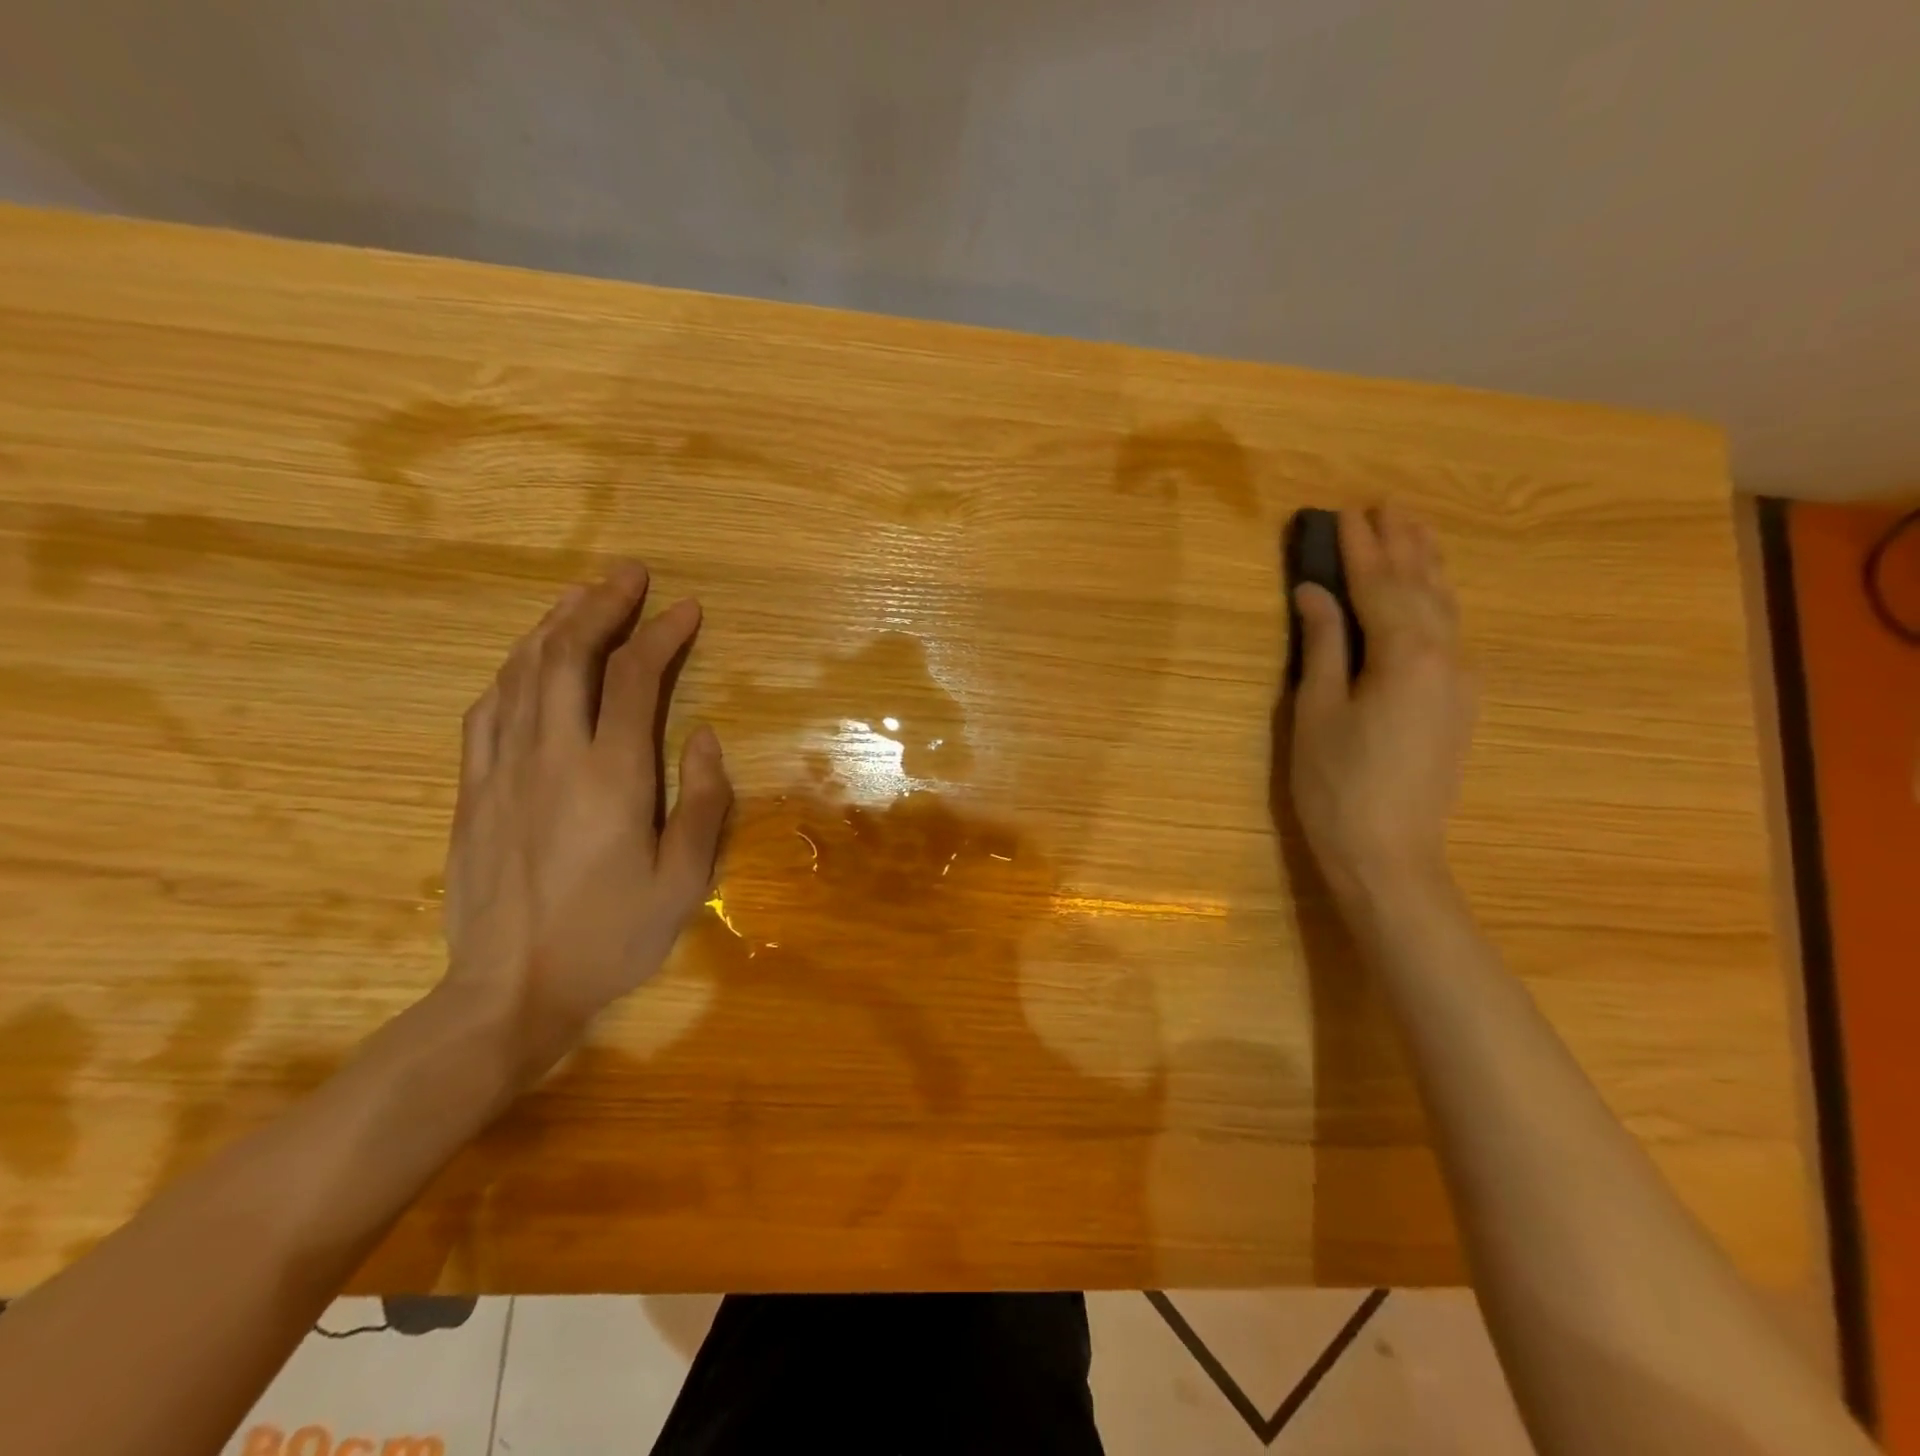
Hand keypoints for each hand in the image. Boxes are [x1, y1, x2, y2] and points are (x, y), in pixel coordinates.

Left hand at [438, 563, 732, 1086]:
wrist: (509, 991)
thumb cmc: (611, 938)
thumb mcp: (684, 880)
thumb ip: (702, 801)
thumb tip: (702, 736)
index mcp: (611, 776)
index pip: (635, 679)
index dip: (662, 635)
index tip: (687, 608)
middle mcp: (551, 755)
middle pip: (569, 656)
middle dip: (601, 606)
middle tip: (628, 574)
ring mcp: (502, 769)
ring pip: (522, 673)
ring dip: (554, 625)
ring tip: (580, 595)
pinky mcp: (473, 789)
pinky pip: (487, 709)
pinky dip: (512, 670)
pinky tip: (527, 659)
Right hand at [1289, 506, 1475, 906]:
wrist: (1390, 855)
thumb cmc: (1337, 785)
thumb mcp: (1317, 712)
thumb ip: (1323, 645)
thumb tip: (1314, 592)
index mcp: (1406, 655)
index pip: (1380, 586)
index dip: (1359, 549)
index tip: (1344, 512)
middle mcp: (1447, 658)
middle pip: (1422, 587)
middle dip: (1402, 545)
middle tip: (1384, 505)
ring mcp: (1461, 681)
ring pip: (1446, 608)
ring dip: (1427, 566)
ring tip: (1413, 531)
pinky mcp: (1460, 704)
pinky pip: (1451, 633)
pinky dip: (1436, 601)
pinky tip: (1429, 595)